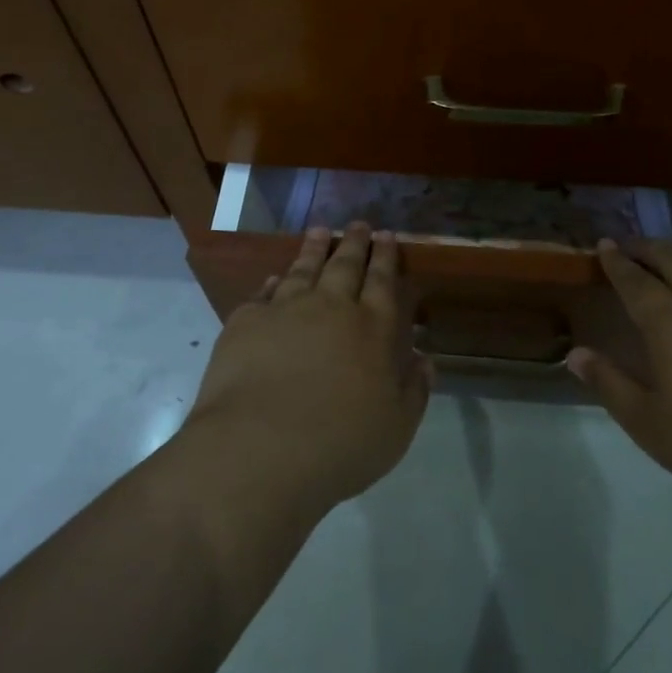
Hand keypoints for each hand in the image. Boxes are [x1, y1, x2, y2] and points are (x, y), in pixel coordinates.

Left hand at [183, 224, 428, 518]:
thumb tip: (425, 360)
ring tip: (320, 231)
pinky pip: (262, 294)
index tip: (387, 235)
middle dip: (355, 243)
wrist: (261, 448)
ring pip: (304, 269)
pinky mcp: (246, 323)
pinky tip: (274, 278)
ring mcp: (286, 310)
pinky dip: (272, 282)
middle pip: (346, 265)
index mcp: (374, 328)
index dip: (386, 257)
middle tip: (359, 224)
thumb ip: (414, 390)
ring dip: (314, 249)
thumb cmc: (341, 444)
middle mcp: (332, 307)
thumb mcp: (396, 427)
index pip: (383, 281)